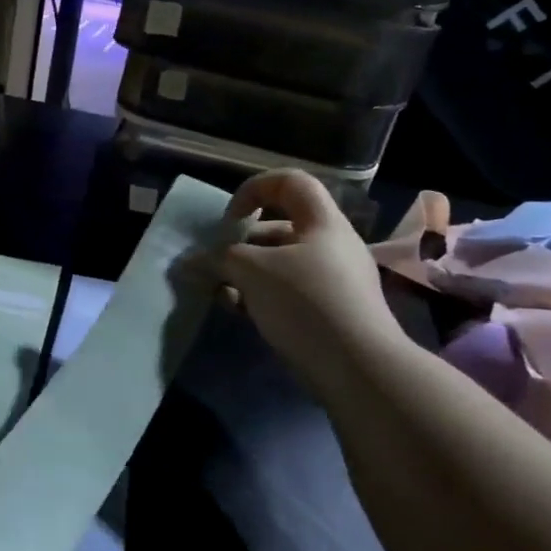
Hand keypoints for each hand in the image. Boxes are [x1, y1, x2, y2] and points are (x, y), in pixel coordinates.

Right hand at [213, 169, 411, 390]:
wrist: (359, 368)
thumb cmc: (306, 302)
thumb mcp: (252, 271)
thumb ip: (218, 259)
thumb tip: (190, 262)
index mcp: (322, 222)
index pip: (289, 182)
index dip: (253, 189)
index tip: (230, 220)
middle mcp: (332, 245)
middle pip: (279, 228)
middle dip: (240, 244)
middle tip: (214, 265)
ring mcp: (335, 281)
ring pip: (280, 264)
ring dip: (245, 274)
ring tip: (221, 293)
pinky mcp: (331, 313)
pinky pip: (289, 292)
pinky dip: (262, 296)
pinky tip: (241, 313)